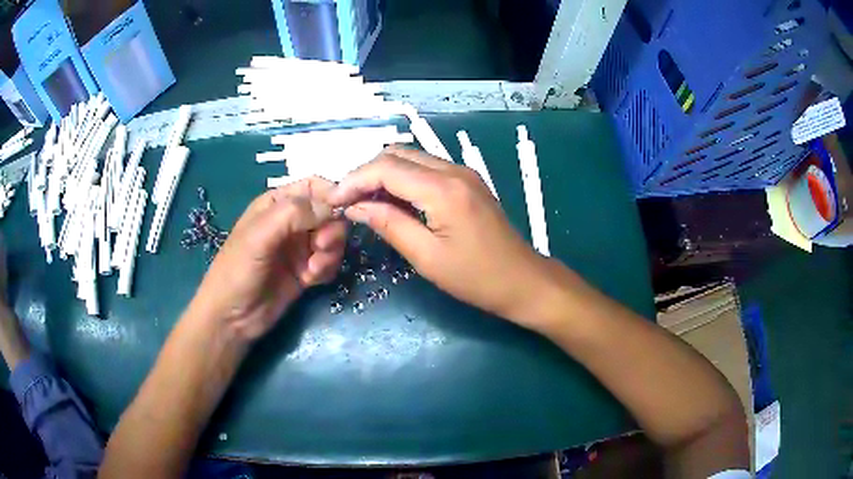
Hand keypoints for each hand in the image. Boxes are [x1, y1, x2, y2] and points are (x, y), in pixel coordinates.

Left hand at [189, 177, 346, 341]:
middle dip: (332, 229)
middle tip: (320, 248)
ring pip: (333, 238)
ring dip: (331, 252)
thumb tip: (333, 206)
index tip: (342, 212)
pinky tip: (310, 281)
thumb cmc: (238, 270)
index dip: (332, 195)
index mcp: (277, 204)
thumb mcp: (260, 236)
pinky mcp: (306, 271)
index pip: (315, 186)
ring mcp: (299, 247)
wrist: (232, 318)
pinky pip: (330, 262)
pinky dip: (327, 269)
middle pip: (329, 213)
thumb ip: (294, 214)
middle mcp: (291, 222)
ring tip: (313, 269)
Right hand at [329, 147, 554, 328]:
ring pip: (411, 158)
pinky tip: (392, 200)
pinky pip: (426, 169)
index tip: (333, 201)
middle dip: (366, 173)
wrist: (523, 280)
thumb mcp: (426, 257)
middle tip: (347, 201)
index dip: (354, 180)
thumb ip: (389, 224)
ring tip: (364, 201)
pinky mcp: (467, 182)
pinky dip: (403, 179)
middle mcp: (453, 170)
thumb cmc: (476, 277)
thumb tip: (355, 206)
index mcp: (443, 189)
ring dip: (383, 174)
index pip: (386, 167)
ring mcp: (462, 173)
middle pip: (397, 154)